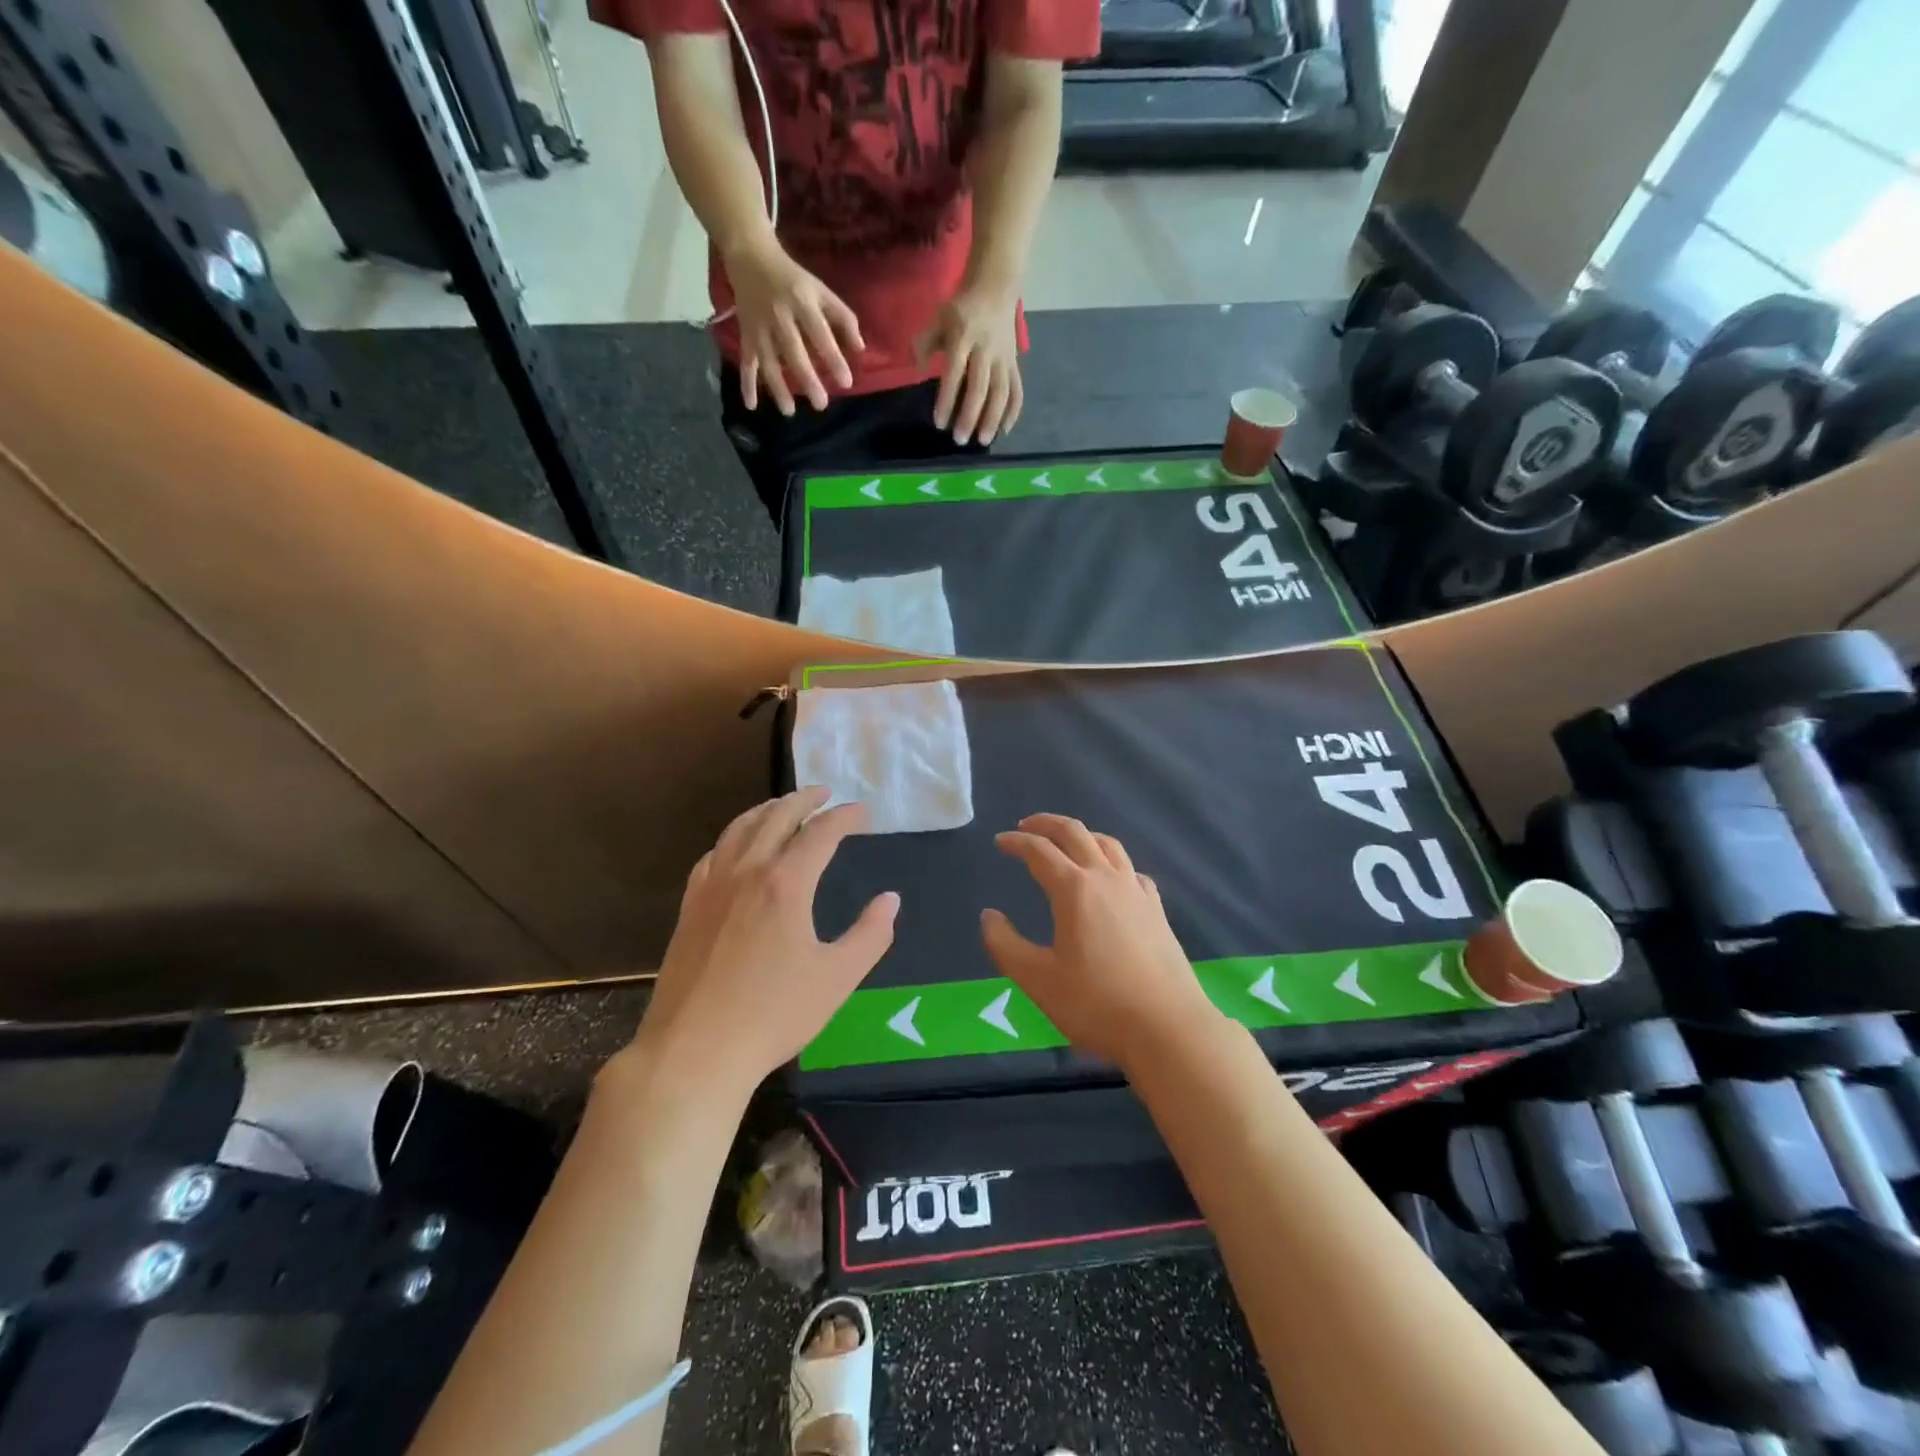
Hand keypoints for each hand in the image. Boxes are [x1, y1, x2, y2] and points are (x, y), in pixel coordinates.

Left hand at [632, 787, 897, 1092]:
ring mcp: (712, 887)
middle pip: (776, 817)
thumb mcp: (837, 978)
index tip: (862, 812)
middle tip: (824, 793)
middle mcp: (747, 872)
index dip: (844, 817)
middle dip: (804, 800)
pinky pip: (714, 854)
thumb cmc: (773, 1014)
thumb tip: (890, 900)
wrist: (694, 1050)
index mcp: (786, 883)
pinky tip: (738, 848)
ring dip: (766, 810)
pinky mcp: (690, 907)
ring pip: (740, 829)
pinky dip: (734, 838)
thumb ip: (870, 935)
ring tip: (783, 806)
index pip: (820, 833)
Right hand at [726, 236, 864, 414]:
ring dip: (778, 388)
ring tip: (789, 411)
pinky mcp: (746, 334)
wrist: (751, 257)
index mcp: (802, 302)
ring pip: (768, 361)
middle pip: (794, 352)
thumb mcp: (822, 291)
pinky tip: (751, 405)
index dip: (833, 358)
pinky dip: (747, 384)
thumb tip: (861, 349)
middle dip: (807, 379)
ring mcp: (760, 327)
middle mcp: (780, 316)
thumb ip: (843, 318)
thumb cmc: (795, 279)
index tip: (846, 382)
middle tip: (821, 404)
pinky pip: (746, 362)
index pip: (820, 334)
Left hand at [916, 286, 1023, 445]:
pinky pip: (1017, 390)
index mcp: (964, 337)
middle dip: (970, 416)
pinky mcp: (1014, 363)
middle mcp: (986, 350)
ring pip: (1001, 392)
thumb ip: (924, 343)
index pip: (955, 373)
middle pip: (980, 388)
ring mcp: (1003, 358)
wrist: (995, 288)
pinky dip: (1013, 411)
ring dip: (993, 419)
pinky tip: (1005, 430)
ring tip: (983, 441)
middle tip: (960, 440)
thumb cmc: (961, 309)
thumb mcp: (938, 318)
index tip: (940, 423)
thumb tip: (918, 369)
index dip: (947, 399)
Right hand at [981, 814, 1224, 1067]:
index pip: (1040, 851)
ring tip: (1067, 843)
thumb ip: (1005, 945)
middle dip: (1047, 824)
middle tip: (1027, 826)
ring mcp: (1136, 892)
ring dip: (1082, 835)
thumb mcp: (1037, 980)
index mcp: (1074, 889)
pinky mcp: (1157, 910)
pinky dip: (1112, 862)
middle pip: (1076, 833)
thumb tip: (989, 916)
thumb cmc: (1096, 1003)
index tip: (1000, 842)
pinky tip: (1111, 879)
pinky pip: (1131, 870)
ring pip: (1108, 845)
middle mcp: (1106, 878)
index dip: (1017, 842)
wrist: (1168, 1028)